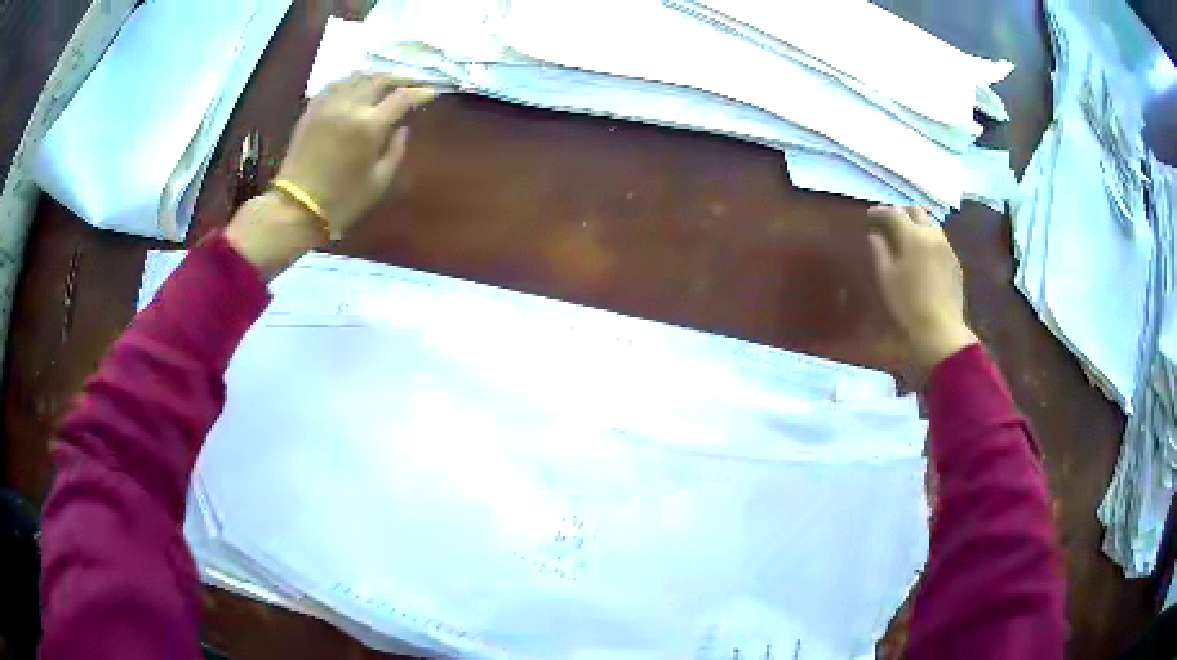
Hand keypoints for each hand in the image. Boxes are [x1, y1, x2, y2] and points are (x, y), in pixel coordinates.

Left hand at [275, 74, 436, 235]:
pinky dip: (350, 81)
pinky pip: (334, 85)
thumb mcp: (379, 182)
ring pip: (357, 77)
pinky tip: (356, 86)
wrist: (296, 209)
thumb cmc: (342, 201)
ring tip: (386, 81)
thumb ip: (396, 151)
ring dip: (375, 76)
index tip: (431, 92)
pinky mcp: (312, 110)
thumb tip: (402, 129)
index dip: (420, 92)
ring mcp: (328, 105)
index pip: (402, 97)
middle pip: (380, 79)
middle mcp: (350, 106)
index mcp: (370, 126)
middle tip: (413, 82)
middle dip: (400, 78)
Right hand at [867, 206, 977, 376]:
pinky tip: (922, 252)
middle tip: (888, 222)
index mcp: (912, 236)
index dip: (879, 211)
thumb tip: (875, 235)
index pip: (893, 213)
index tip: (869, 216)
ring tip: (906, 235)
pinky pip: (939, 239)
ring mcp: (946, 247)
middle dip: (900, 212)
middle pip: (915, 211)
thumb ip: (879, 250)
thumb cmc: (907, 304)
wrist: (940, 328)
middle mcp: (931, 234)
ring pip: (930, 223)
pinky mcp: (954, 260)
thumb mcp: (886, 277)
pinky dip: (927, 237)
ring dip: (916, 223)